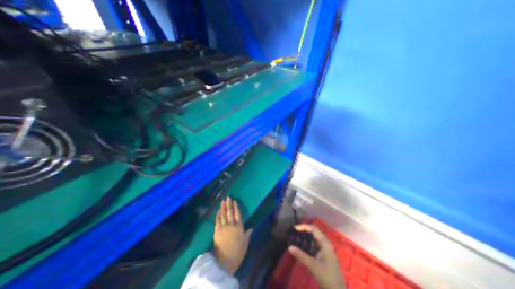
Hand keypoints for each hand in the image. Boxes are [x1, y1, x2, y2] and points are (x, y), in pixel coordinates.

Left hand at [214, 198, 252, 273]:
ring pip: (223, 214)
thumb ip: (247, 234)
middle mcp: (231, 224)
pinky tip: (218, 211)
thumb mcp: (245, 243)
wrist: (225, 260)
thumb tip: (251, 228)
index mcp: (239, 226)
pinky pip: (217, 220)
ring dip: (223, 207)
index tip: (234, 200)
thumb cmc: (238, 252)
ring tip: (223, 201)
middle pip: (230, 212)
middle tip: (228, 197)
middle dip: (229, 204)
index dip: (236, 206)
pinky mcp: (217, 231)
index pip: (238, 213)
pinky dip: (218, 215)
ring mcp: (223, 227)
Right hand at [289, 223, 342, 287]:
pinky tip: (303, 245)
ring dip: (306, 235)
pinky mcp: (325, 253)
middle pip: (314, 231)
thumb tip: (289, 247)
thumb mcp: (313, 265)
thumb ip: (301, 255)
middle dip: (304, 230)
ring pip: (315, 237)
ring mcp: (326, 248)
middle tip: (294, 232)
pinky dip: (308, 241)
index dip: (304, 226)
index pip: (313, 229)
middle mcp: (326, 243)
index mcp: (325, 243)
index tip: (295, 228)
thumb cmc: (327, 277)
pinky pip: (315, 243)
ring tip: (297, 236)